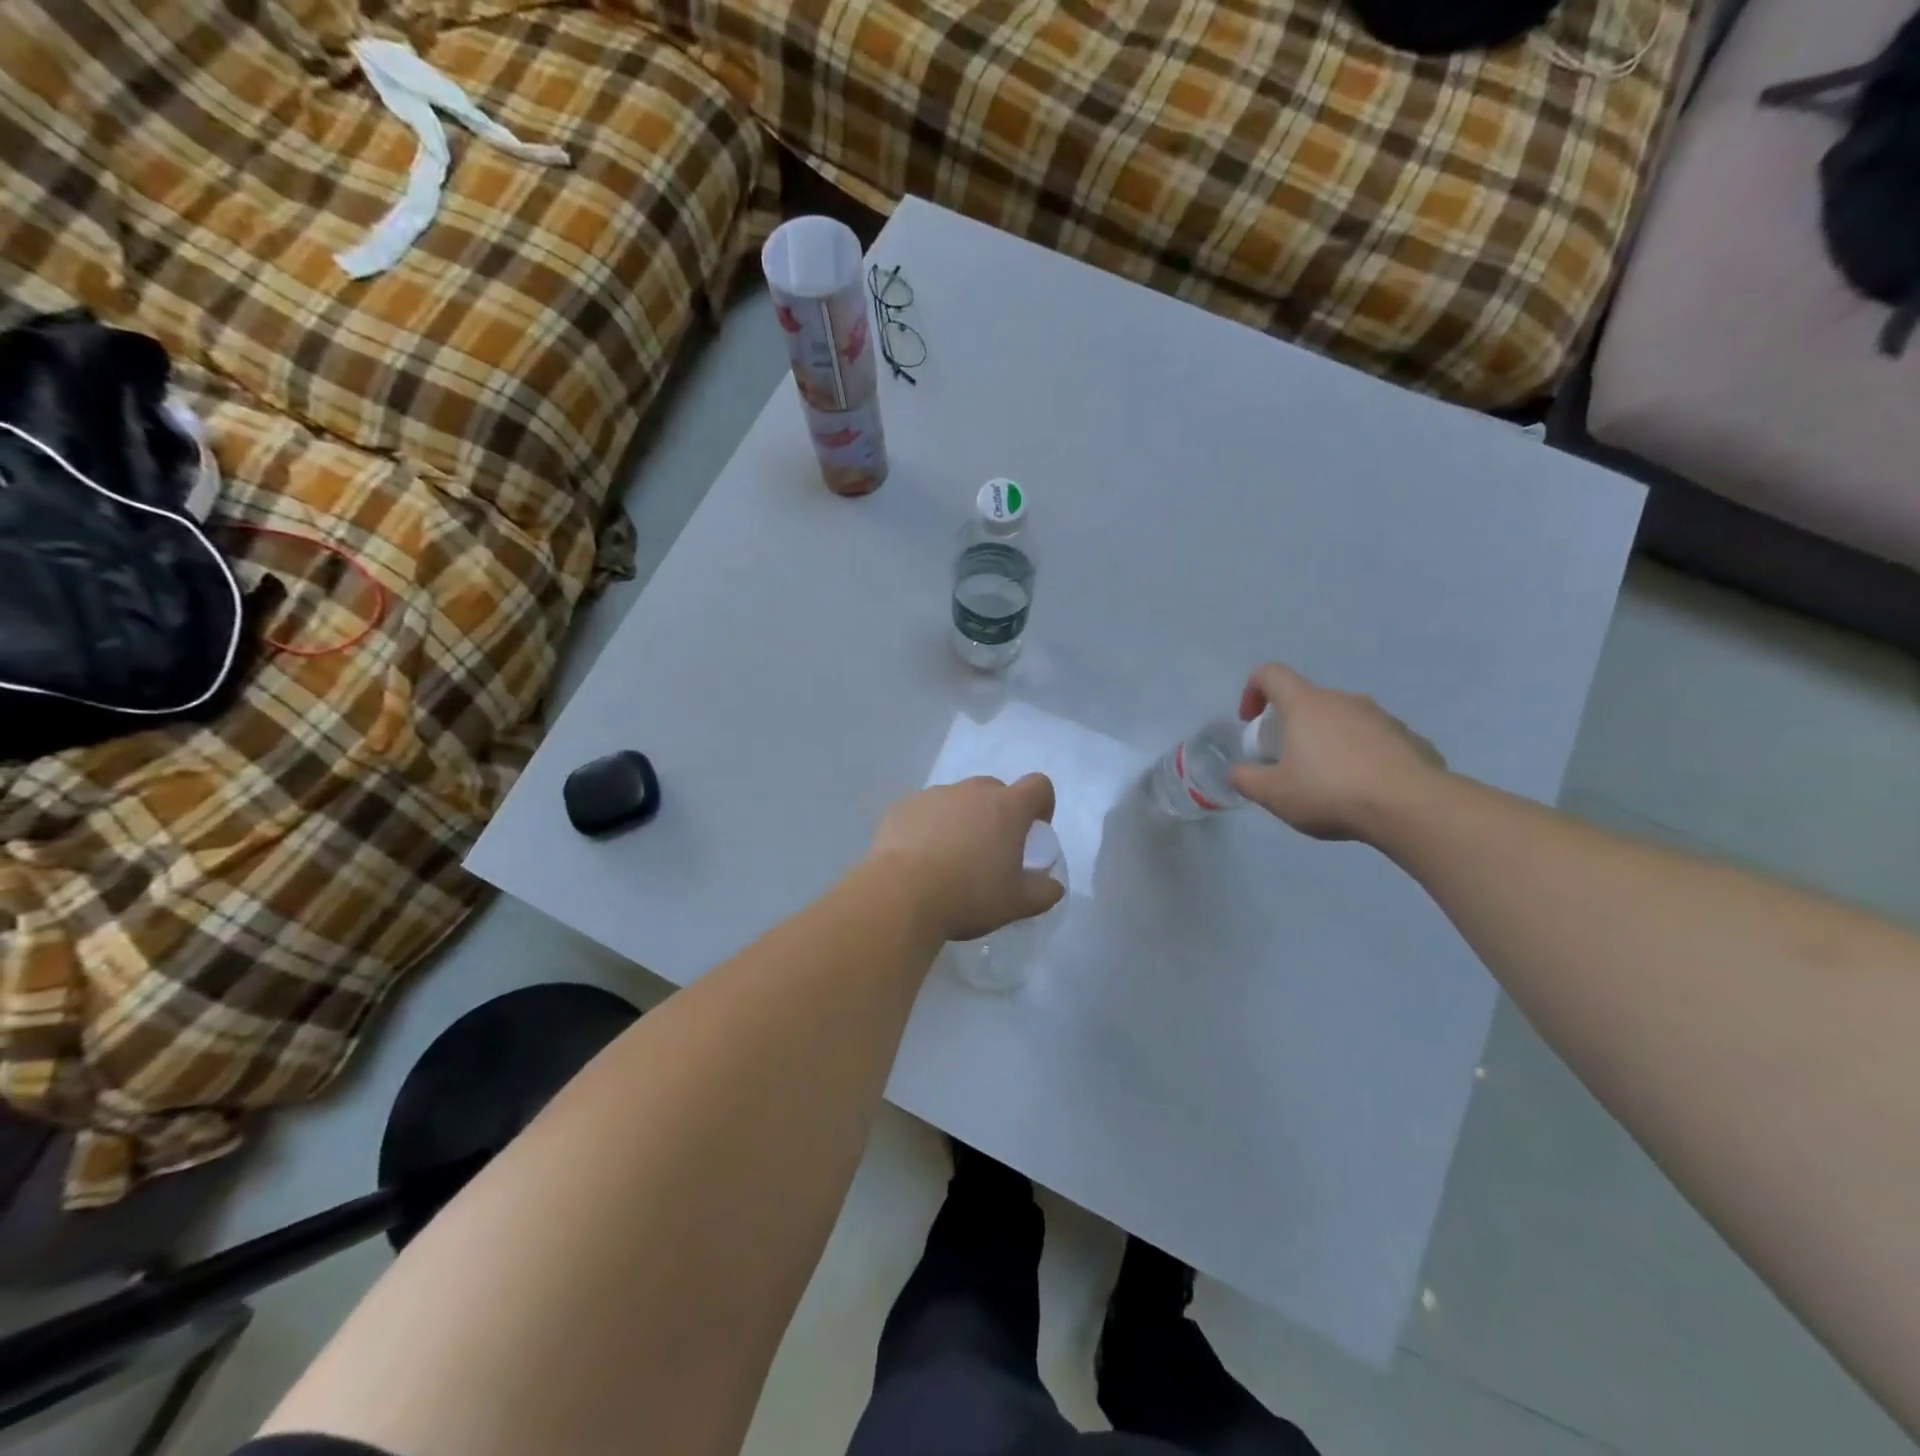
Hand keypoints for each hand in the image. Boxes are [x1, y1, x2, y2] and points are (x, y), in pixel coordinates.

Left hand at [866, 774, 1065, 941]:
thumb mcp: (1016, 904)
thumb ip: (1043, 892)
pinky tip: (920, 857)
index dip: (1042, 805)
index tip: (1033, 832)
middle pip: (996, 790)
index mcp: (1007, 808)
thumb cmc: (968, 896)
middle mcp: (971, 792)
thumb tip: (1053, 886)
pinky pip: (926, 810)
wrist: (901, 895)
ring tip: (950, 857)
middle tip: (991, 849)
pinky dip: (929, 826)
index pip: (1039, 786)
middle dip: (999, 813)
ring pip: (958, 799)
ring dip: (962, 819)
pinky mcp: (903, 806)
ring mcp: (934, 795)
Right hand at [1228, 663, 1445, 841]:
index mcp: (1306, 705)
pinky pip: (1374, 741)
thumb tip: (1236, 771)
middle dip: (1292, 726)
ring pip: (1343, 721)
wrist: (1411, 807)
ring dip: (1328, 742)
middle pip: (1308, 701)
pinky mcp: (1410, 738)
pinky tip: (1363, 790)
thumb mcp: (1273, 794)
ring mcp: (1381, 717)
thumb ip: (1246, 779)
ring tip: (1329, 782)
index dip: (1253, 690)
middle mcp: (1344, 700)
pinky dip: (1361, 757)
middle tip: (1288, 762)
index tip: (1251, 721)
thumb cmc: (1330, 792)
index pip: (1271, 674)